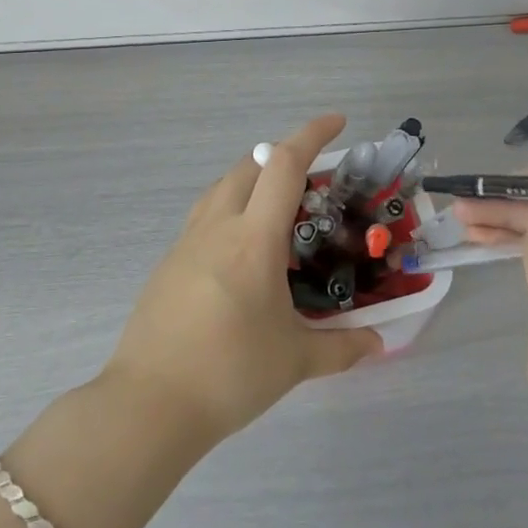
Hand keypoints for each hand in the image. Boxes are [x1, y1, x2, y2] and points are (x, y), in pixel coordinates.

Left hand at [102, 114, 382, 446]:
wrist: (149, 405)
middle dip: (282, 155)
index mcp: (253, 239)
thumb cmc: (228, 374)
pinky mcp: (168, 264)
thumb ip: (342, 347)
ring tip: (279, 208)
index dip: (312, 135)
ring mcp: (186, 243)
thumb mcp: (294, 361)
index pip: (284, 165)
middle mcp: (217, 227)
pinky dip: (231, 209)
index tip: (337, 123)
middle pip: (249, 165)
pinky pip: (204, 216)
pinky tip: (242, 250)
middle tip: (313, 178)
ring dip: (252, 179)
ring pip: (221, 187)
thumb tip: (379, 344)